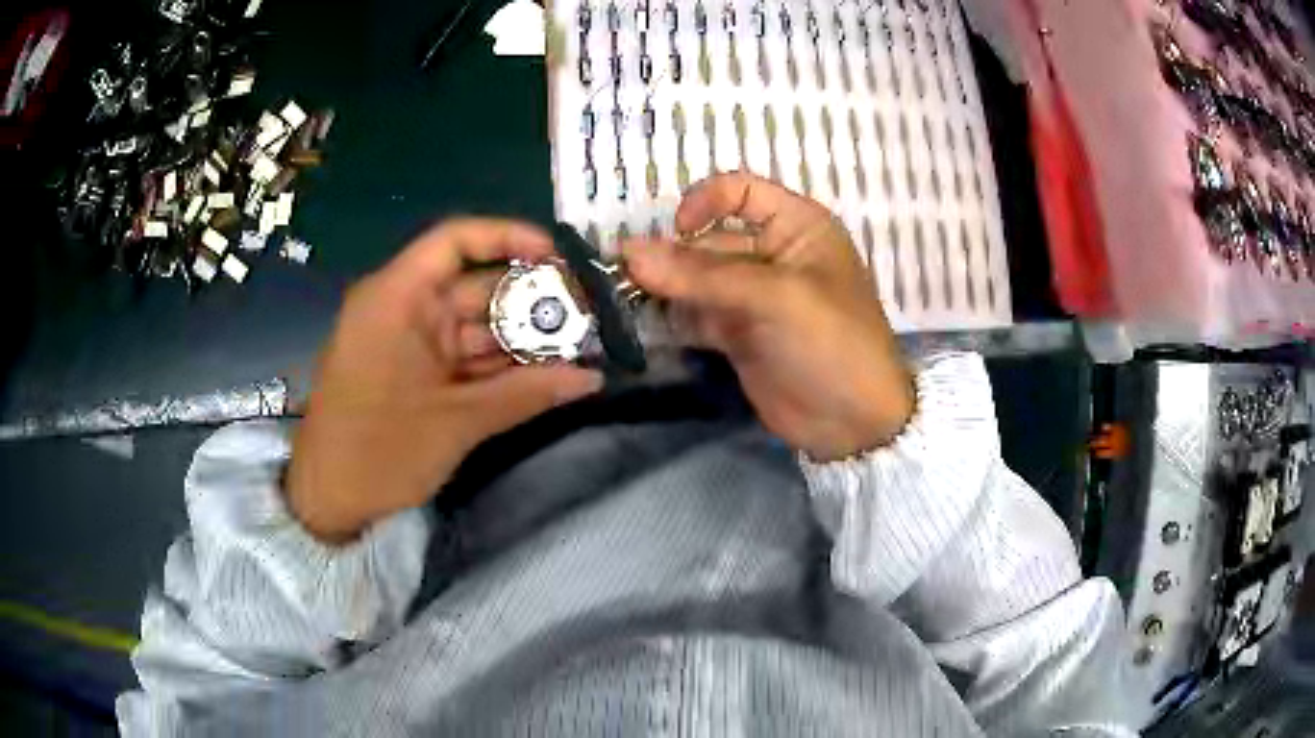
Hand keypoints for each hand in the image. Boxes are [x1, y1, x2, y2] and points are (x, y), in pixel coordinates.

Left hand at [287, 219, 602, 542]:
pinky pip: (460, 355)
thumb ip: (526, 394)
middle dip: (528, 301)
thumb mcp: (457, 422)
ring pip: (472, 325)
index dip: (509, 237)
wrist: (328, 500)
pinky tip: (539, 374)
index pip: (455, 240)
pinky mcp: (410, 370)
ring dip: (517, 338)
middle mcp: (402, 308)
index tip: (558, 257)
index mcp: (397, 298)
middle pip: (473, 285)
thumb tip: (591, 378)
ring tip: (575, 348)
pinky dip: (495, 364)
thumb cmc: (379, 452)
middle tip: (585, 316)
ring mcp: (405, 341)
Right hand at [624, 172, 913, 460]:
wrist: (853, 424)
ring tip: (620, 298)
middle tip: (622, 276)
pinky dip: (670, 317)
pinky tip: (642, 323)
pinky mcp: (737, 334)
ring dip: (662, 287)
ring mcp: (752, 296)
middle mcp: (772, 253)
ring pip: (696, 279)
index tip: (675, 231)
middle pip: (708, 240)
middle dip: (669, 255)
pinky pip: (695, 314)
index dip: (704, 202)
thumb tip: (629, 252)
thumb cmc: (831, 343)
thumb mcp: (776, 298)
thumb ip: (702, 275)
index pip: (739, 192)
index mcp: (797, 226)